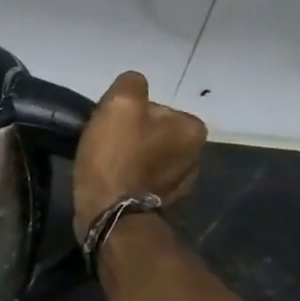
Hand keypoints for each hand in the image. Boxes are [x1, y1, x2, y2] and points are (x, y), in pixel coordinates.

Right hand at [72, 71, 207, 239]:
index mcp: (192, 128)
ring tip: (105, 172)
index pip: (154, 109)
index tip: (108, 131)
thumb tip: (132, 88)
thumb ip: (130, 84)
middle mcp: (196, 156)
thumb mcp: (120, 104)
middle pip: (152, 135)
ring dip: (129, 163)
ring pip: (147, 161)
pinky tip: (112, 188)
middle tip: (104, 152)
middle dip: (130, 140)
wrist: (109, 217)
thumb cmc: (116, 158)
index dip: (125, 116)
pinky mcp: (162, 208)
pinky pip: (142, 185)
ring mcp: (180, 187)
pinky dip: (128, 184)